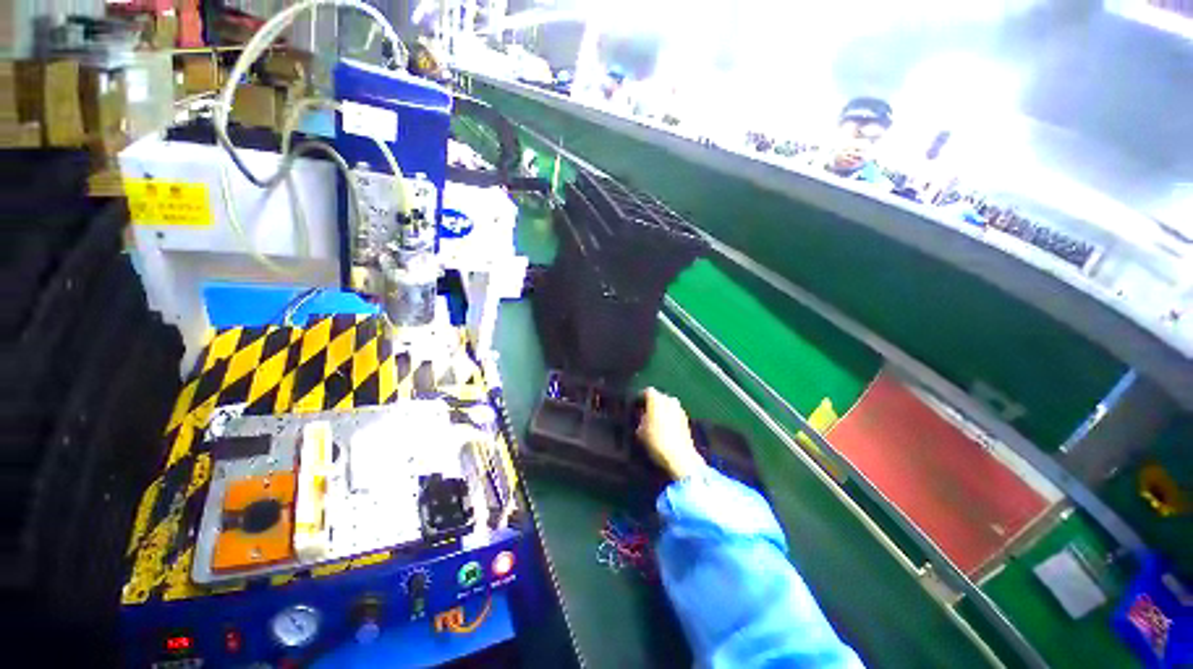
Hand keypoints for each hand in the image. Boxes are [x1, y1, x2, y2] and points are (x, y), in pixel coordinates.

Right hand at [637, 388, 704, 480]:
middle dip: (652, 403)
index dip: (641, 398)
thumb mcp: (640, 431)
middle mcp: (669, 399)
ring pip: (668, 405)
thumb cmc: (656, 441)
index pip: (647, 391)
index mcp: (657, 399)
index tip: (636, 407)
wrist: (679, 457)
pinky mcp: (686, 419)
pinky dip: (669, 417)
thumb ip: (640, 419)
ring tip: (655, 421)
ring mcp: (680, 408)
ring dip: (662, 410)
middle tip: (645, 414)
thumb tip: (643, 416)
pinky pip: (674, 413)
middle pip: (659, 397)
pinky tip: (666, 427)